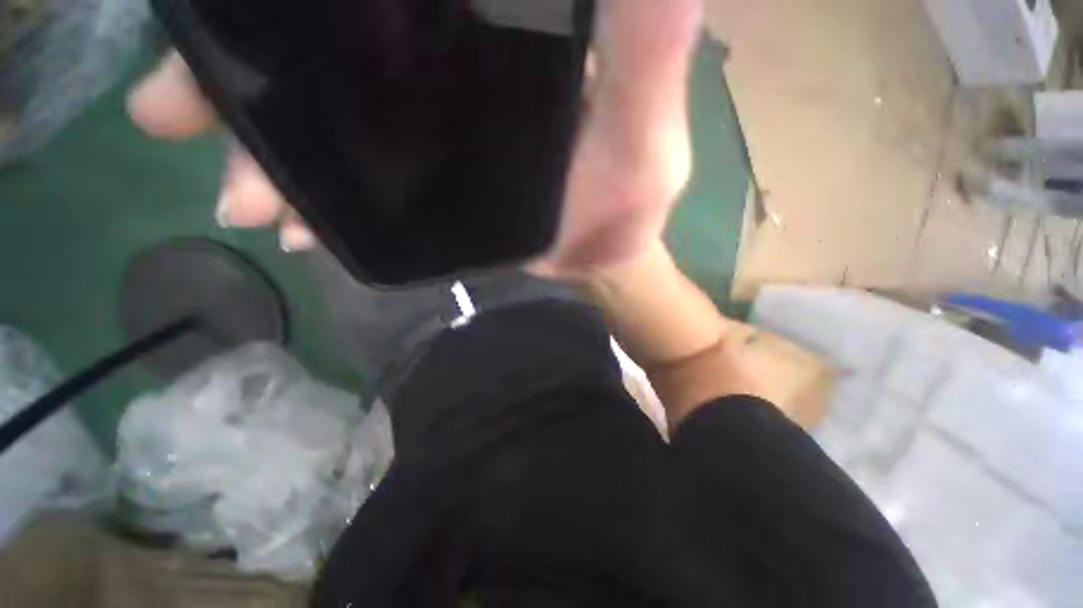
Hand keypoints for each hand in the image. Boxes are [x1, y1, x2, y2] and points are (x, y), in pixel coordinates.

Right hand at [129, 0, 700, 271]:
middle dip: (262, 66)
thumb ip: (649, 57)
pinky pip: (362, 178)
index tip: (256, 0)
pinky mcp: (435, 182)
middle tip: (182, 104)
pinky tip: (292, 223)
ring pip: (339, 112)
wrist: (596, 258)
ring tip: (238, 190)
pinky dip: (318, 195)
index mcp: (525, 38)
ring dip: (271, 145)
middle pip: (350, 39)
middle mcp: (469, 67)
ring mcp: (442, 127)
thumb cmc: (625, 211)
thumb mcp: (646, 140)